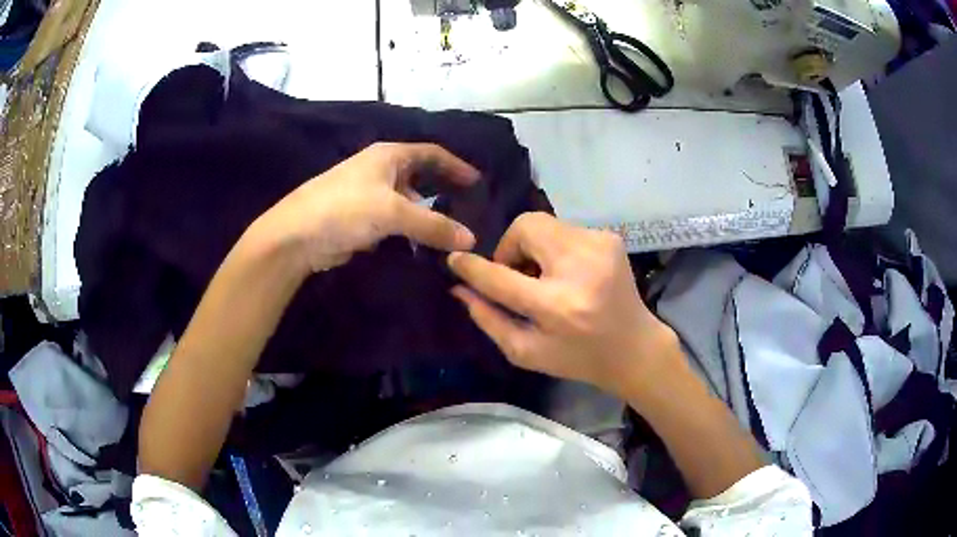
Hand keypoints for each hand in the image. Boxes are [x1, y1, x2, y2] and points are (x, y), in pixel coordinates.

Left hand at [250, 142, 479, 273]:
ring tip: (449, 237)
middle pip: (419, 179)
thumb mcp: (393, 212)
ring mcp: (367, 196)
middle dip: (442, 194)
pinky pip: (393, 224)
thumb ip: (433, 226)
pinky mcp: (359, 220)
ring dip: (425, 220)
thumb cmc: (345, 209)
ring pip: (406, 205)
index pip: (431, 153)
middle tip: (467, 213)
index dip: (455, 165)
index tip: (477, 182)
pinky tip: (420, 248)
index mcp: (388, 156)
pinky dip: (407, 234)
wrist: (296, 236)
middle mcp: (379, 171)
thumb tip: (471, 240)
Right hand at [448, 213, 677, 397]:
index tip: (455, 259)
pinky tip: (566, 273)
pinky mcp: (609, 238)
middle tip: (517, 276)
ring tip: (543, 276)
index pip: (501, 277)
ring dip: (532, 247)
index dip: (473, 267)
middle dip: (510, 248)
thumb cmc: (578, 358)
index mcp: (558, 306)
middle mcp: (580, 268)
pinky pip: (564, 229)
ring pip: (543, 223)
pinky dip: (554, 247)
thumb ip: (489, 319)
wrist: (634, 347)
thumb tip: (460, 288)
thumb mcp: (527, 352)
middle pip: (524, 228)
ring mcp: (599, 246)